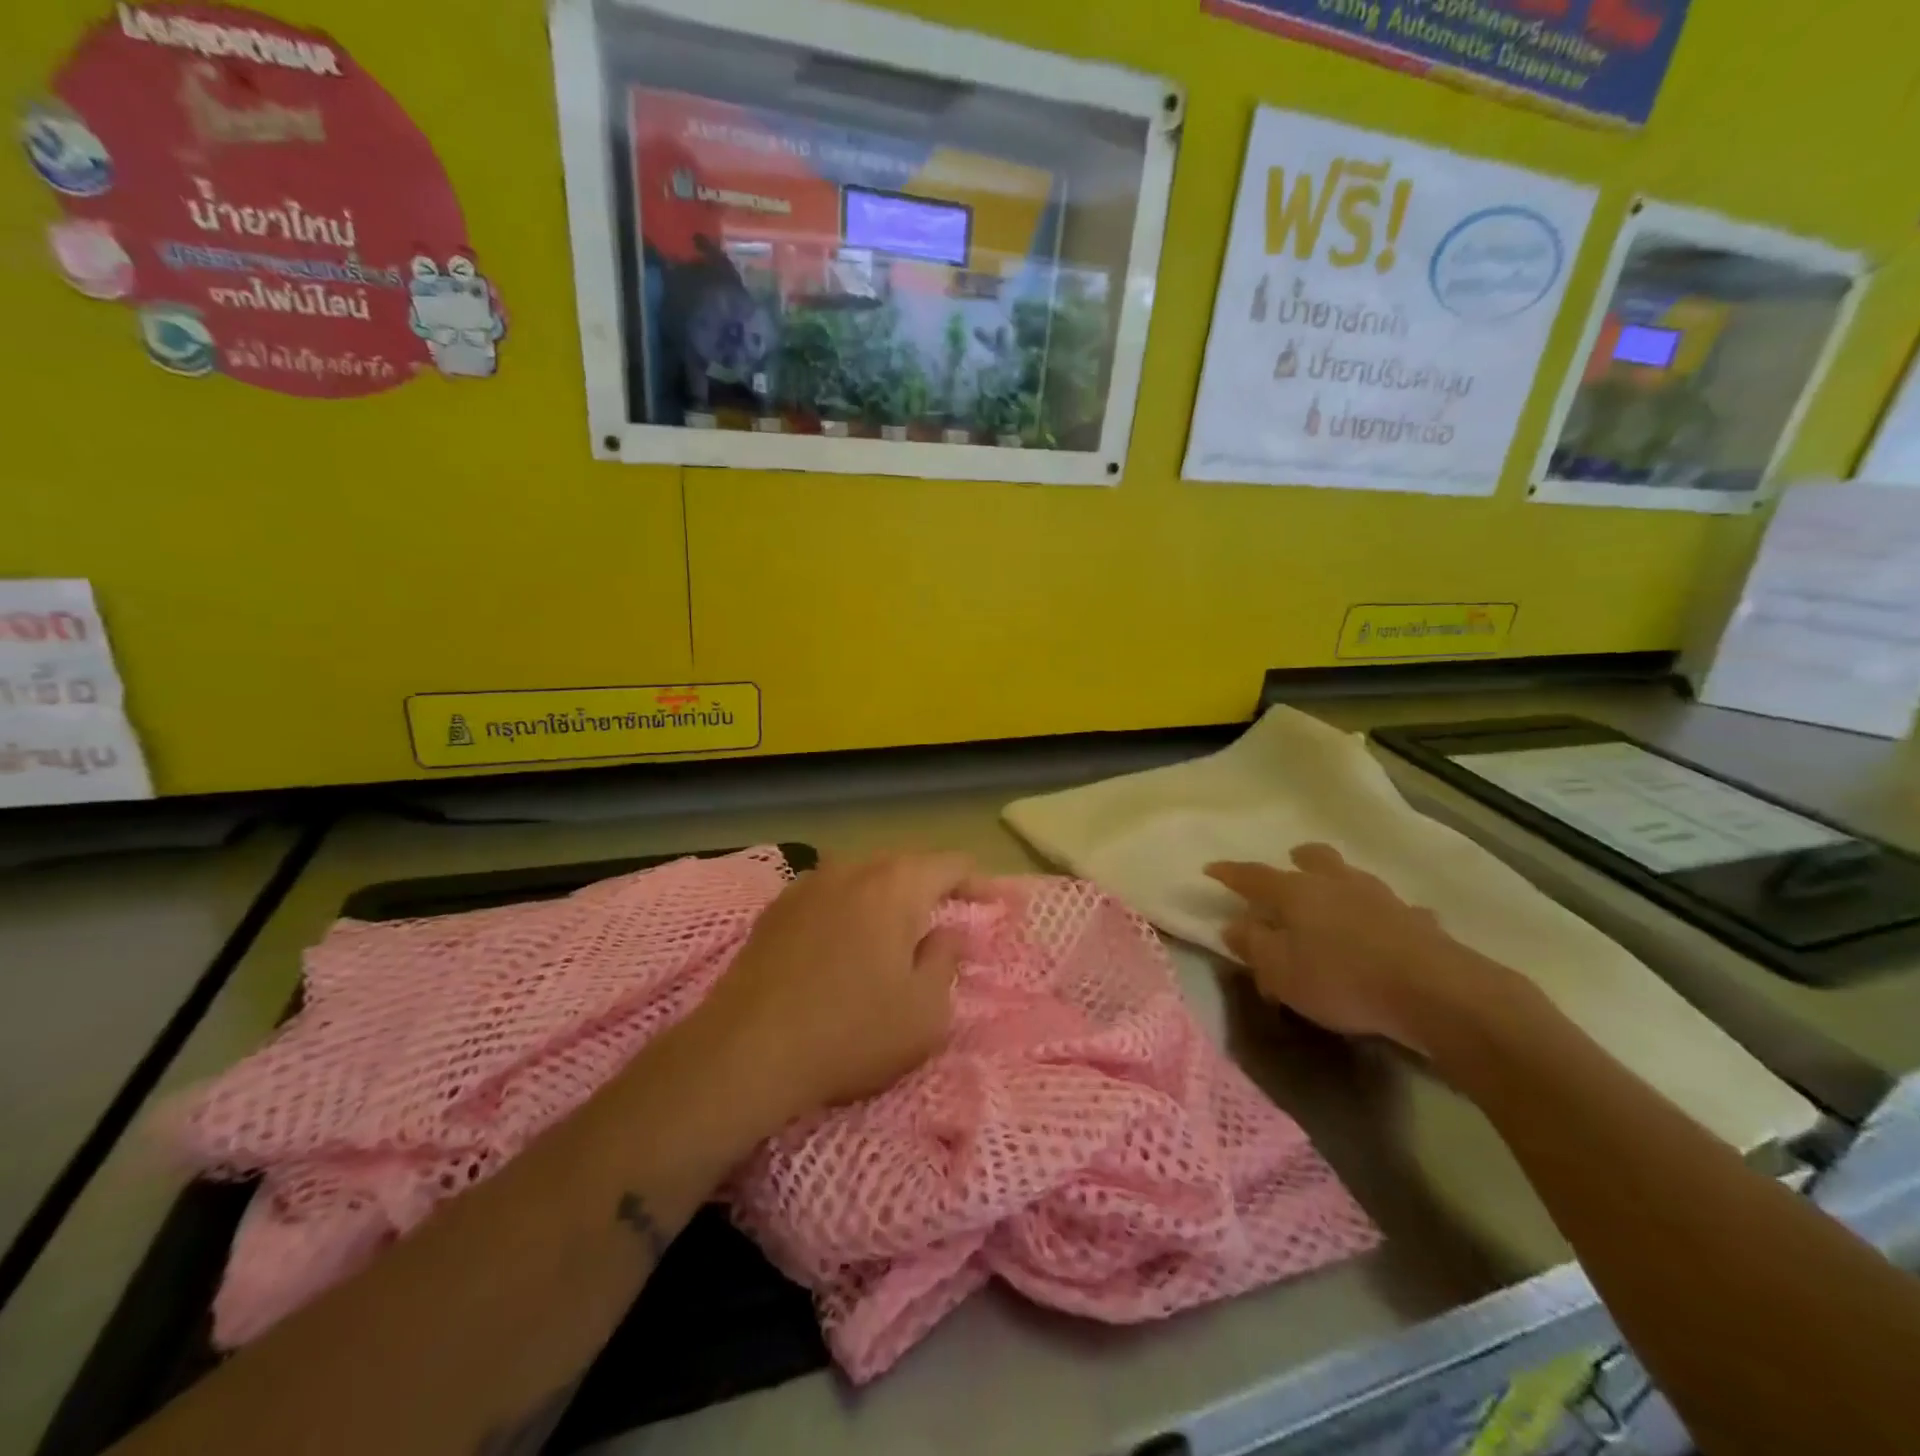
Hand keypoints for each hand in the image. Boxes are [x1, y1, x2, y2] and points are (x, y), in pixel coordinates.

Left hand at [692, 852, 980, 1118]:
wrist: (745, 1052)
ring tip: (901, 926)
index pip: (950, 865)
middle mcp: (851, 870)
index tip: (997, 904)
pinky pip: (829, 895)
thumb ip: (945, 960)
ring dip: (889, 895)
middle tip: (952, 914)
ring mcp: (807, 885)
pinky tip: (848, 939)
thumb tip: (946, 933)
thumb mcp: (924, 1012)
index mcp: (895, 886)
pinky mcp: (775, 910)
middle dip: (933, 885)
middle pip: (905, 864)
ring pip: (863, 877)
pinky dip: (851, 908)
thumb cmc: (851, 1033)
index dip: (979, 882)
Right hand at [1206, 843, 1514, 1055]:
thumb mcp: (1281, 971)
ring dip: (1341, 883)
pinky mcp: (1419, 922)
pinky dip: (1384, 917)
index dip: (1230, 873)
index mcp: (1297, 892)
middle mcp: (1337, 884)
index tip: (1211, 869)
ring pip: (1355, 878)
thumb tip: (1234, 925)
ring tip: (1336, 900)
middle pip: (1315, 859)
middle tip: (1291, 864)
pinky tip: (1388, 932)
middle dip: (1299, 859)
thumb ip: (1253, 946)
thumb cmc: (1342, 979)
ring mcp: (1383, 899)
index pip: (1253, 875)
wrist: (1436, 993)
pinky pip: (1396, 911)